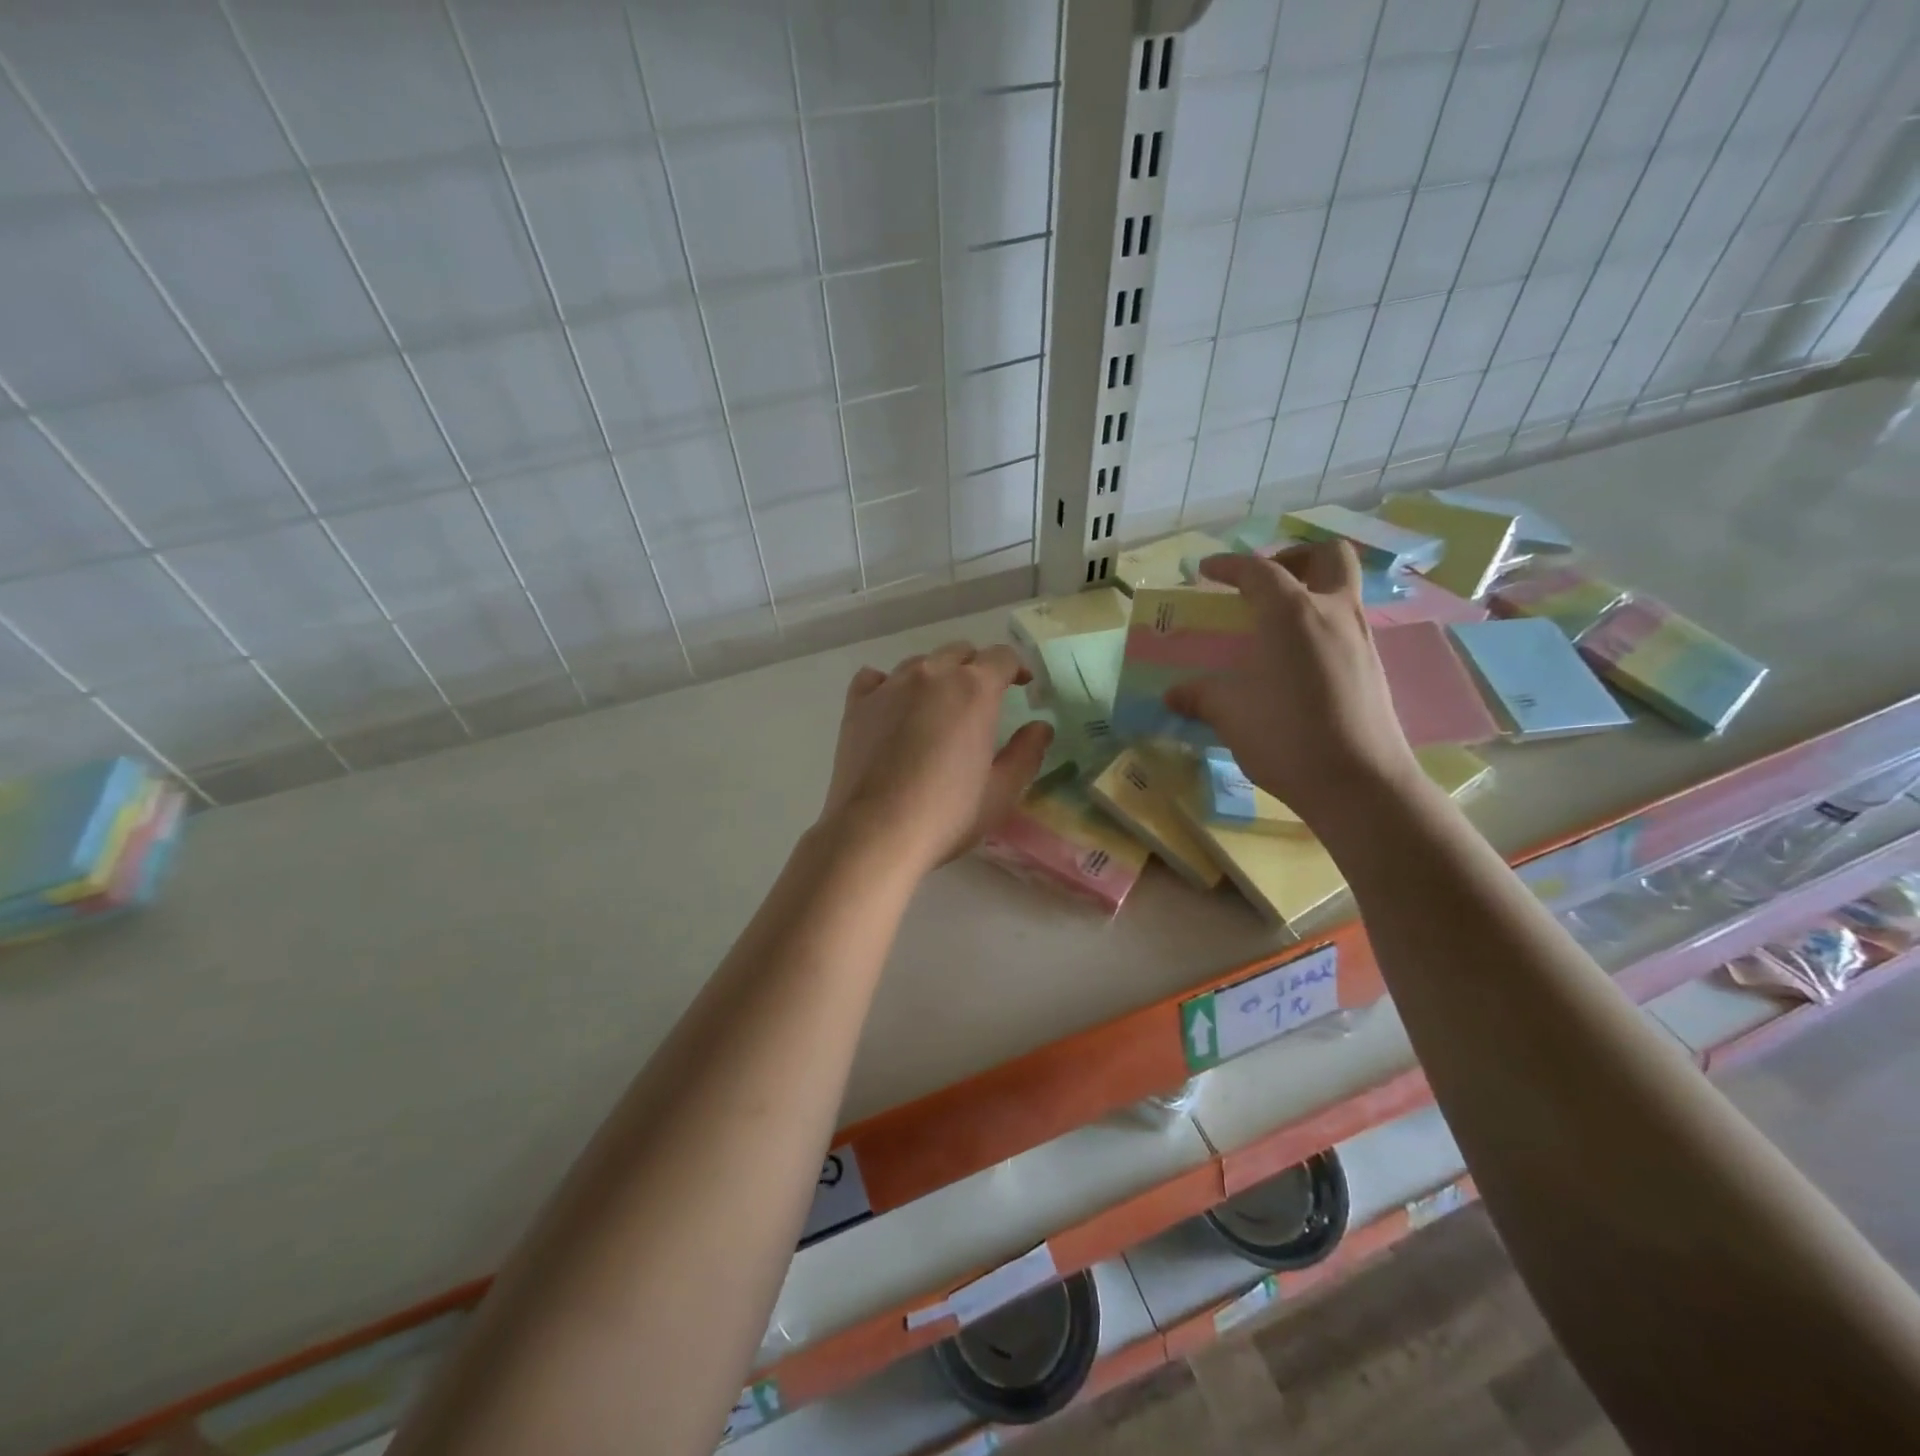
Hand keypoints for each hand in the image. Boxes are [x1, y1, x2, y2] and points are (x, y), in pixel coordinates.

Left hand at [820, 641, 1054, 876]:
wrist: (876, 832)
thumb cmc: (947, 813)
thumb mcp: (1002, 791)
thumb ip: (1027, 752)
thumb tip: (1041, 727)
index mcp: (974, 689)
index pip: (1002, 657)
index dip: (1017, 667)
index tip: (1023, 686)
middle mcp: (931, 674)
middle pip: (960, 652)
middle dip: (977, 667)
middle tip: (983, 698)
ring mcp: (890, 686)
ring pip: (919, 663)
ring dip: (936, 675)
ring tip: (938, 706)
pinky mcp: (857, 704)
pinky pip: (875, 678)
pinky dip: (889, 685)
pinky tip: (892, 706)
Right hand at [1163, 542, 1421, 825]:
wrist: (1360, 784)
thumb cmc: (1286, 737)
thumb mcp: (1230, 715)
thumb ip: (1200, 696)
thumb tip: (1172, 695)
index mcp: (1292, 613)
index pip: (1258, 570)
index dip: (1228, 565)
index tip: (1205, 571)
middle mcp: (1333, 612)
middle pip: (1327, 556)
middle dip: (1294, 558)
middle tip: (1264, 584)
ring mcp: (1361, 638)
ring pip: (1344, 588)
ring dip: (1311, 590)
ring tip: (1276, 626)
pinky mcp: (1374, 667)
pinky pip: (1347, 625)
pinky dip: (1321, 626)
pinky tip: (1297, 663)